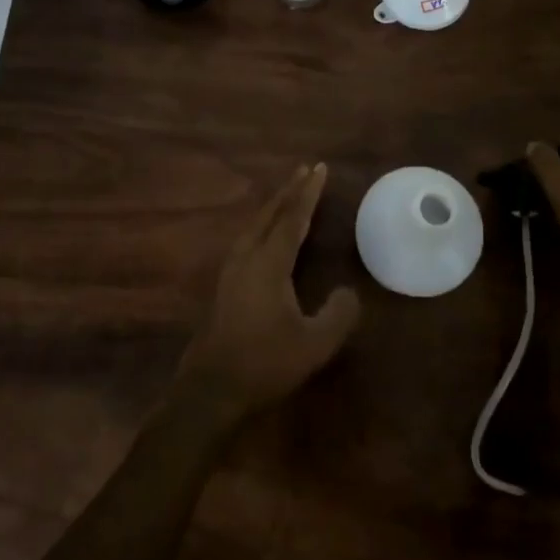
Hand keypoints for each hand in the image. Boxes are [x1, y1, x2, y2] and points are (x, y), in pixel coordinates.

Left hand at [177, 164, 360, 420]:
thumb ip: (337, 314)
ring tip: (288, 194)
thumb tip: (349, 291)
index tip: (320, 168)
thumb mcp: (314, 345)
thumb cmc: (264, 364)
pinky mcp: (224, 285)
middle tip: (305, 169)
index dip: (308, 194)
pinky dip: (263, 224)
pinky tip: (265, 234)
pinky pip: (247, 239)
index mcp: (269, 264)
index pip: (293, 219)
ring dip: (274, 206)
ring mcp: (231, 271)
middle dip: (289, 191)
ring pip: (254, 225)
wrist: (210, 390)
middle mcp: (247, 258)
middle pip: (270, 214)